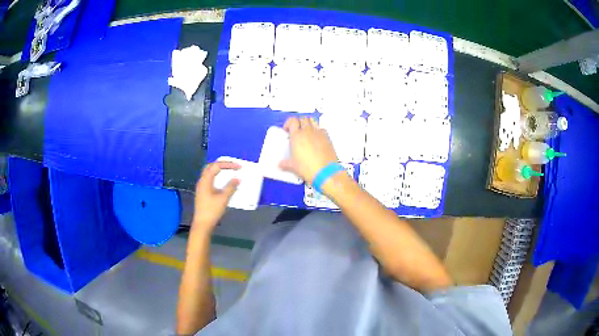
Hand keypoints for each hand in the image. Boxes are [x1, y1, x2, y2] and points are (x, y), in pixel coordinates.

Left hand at [192, 161, 239, 232]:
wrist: (202, 224)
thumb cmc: (212, 211)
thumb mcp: (223, 199)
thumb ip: (231, 187)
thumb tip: (238, 178)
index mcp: (205, 180)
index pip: (216, 166)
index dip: (228, 164)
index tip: (238, 167)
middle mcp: (202, 181)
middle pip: (211, 166)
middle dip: (222, 164)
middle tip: (233, 165)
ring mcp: (201, 187)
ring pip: (210, 173)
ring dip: (219, 170)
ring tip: (230, 171)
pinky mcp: (203, 192)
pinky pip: (210, 179)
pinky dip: (218, 177)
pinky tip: (224, 182)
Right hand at [280, 117, 337, 183]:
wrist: (325, 172)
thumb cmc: (311, 168)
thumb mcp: (293, 166)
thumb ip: (285, 163)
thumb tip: (282, 164)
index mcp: (297, 136)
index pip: (292, 121)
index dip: (288, 123)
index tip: (287, 129)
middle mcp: (308, 132)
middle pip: (302, 118)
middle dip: (298, 122)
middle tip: (295, 130)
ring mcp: (319, 133)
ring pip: (312, 120)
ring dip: (308, 123)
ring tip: (305, 131)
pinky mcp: (327, 138)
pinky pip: (321, 128)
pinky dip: (317, 130)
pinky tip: (316, 138)